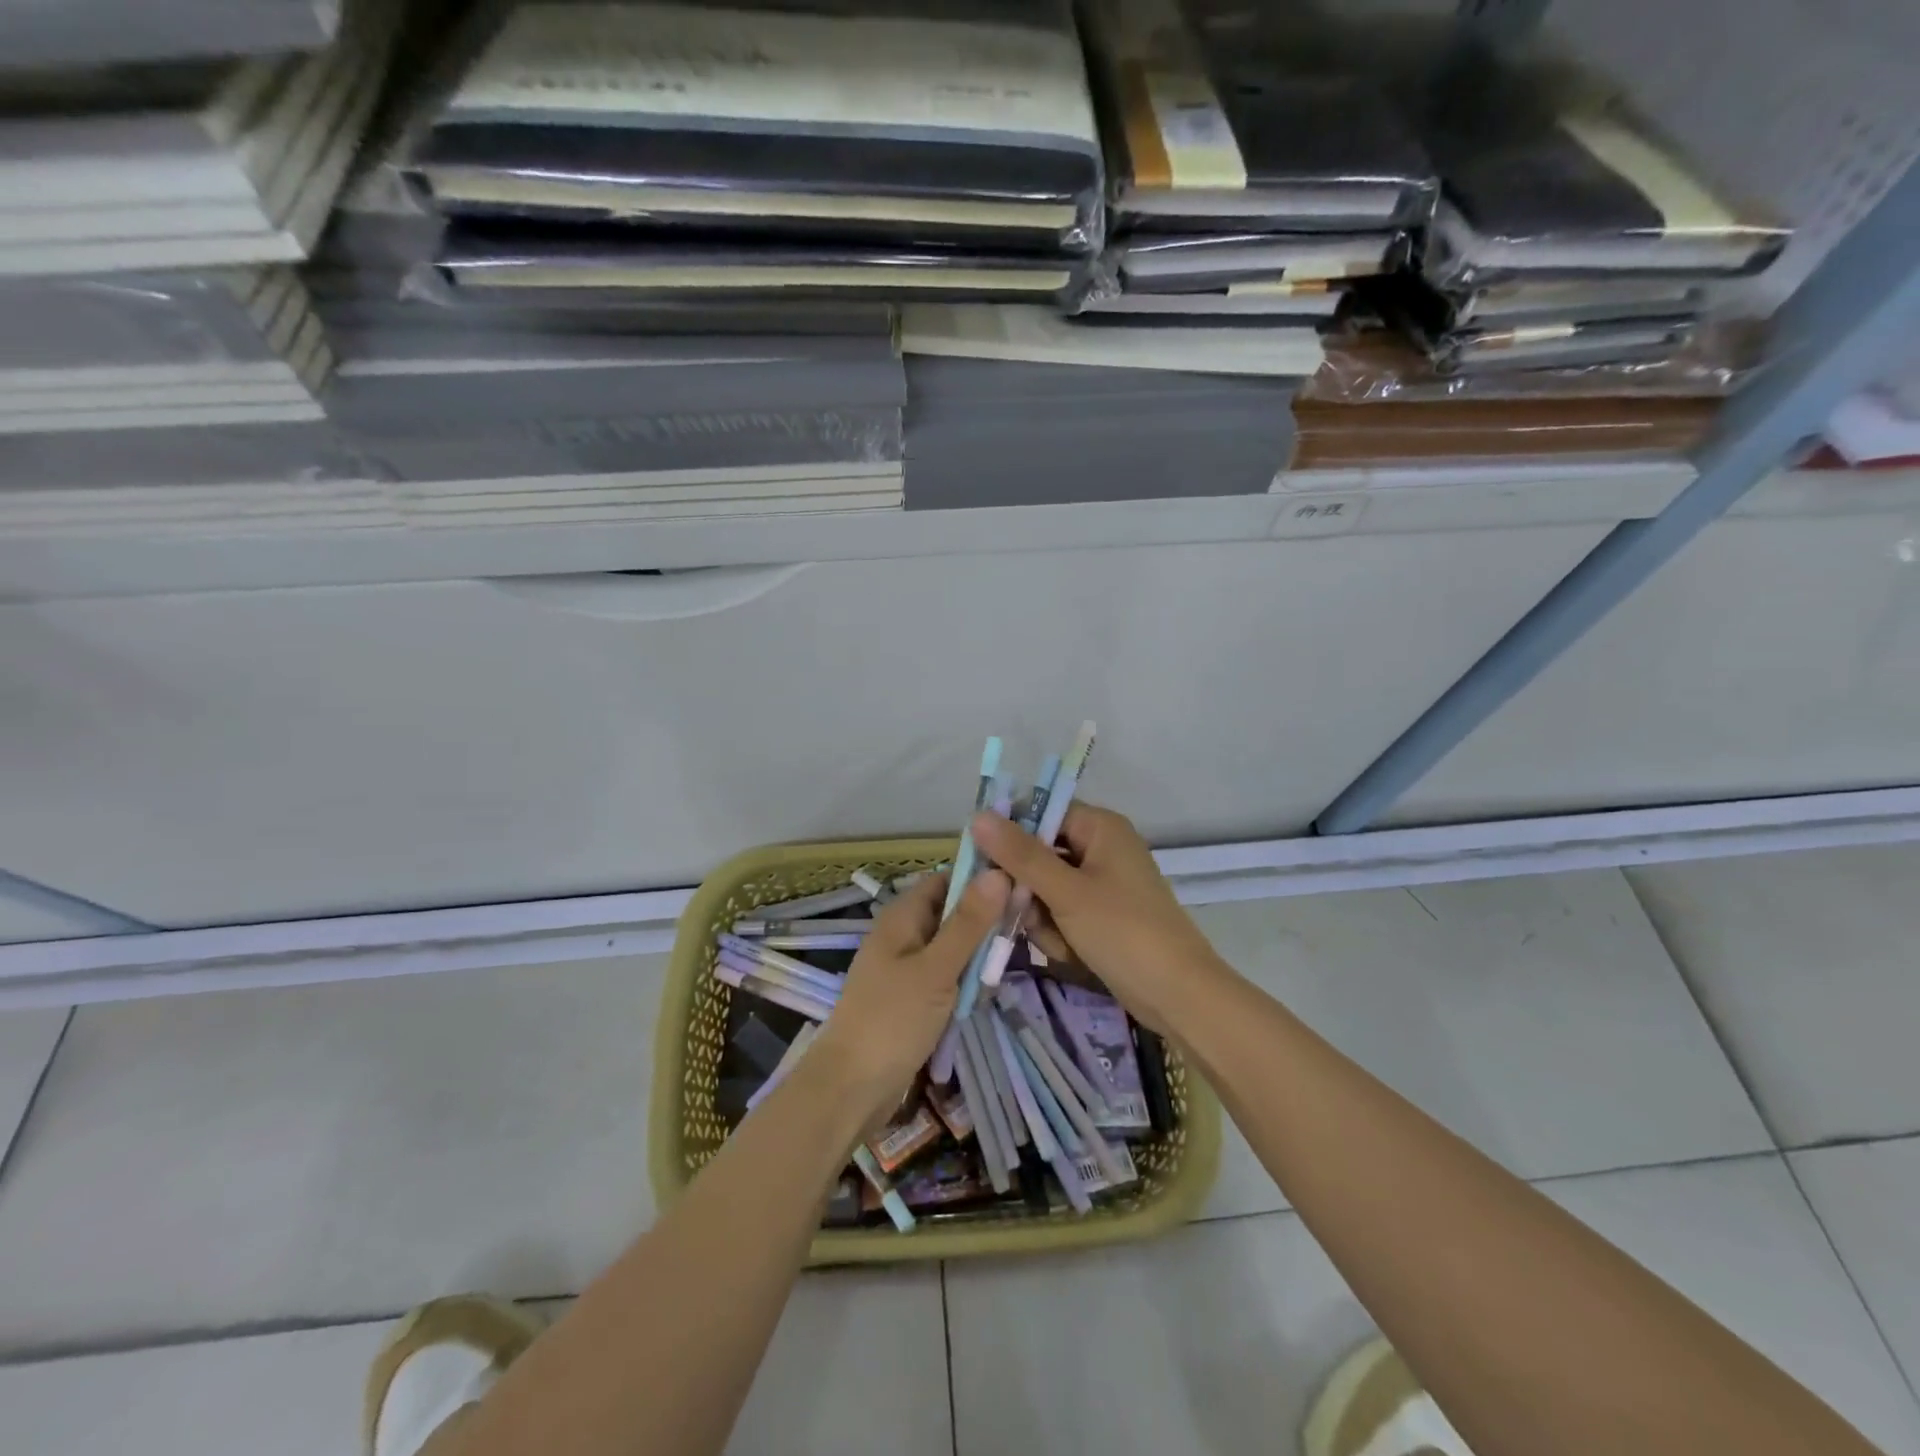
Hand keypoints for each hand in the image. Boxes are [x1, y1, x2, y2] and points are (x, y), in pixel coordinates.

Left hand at [809, 868, 1008, 1122]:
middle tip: (1025, 929)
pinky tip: (985, 992)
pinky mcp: (910, 998)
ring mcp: (905, 968)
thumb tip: (998, 872)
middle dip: (984, 922)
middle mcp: (902, 935)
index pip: (946, 879)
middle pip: (951, 913)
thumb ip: (968, 923)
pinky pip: (944, 976)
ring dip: (977, 956)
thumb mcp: (937, 969)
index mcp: (902, 916)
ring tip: (1009, 962)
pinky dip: (963, 982)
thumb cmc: (893, 1020)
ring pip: (951, 948)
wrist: (851, 1089)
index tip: (1021, 886)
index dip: (980, 880)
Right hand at [970, 802, 1226, 1035]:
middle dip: (1028, 890)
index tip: (985, 865)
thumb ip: (1020, 855)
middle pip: (1038, 853)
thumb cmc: (1124, 932)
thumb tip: (977, 816)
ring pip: (1044, 888)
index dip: (1010, 835)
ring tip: (1060, 942)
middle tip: (1025, 915)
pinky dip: (1059, 932)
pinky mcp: (1100, 913)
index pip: (1040, 812)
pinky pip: (1061, 911)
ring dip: (1042, 917)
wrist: (1178, 995)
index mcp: (1099, 827)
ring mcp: (1101, 882)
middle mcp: (1100, 847)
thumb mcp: (1066, 892)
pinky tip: (1069, 953)